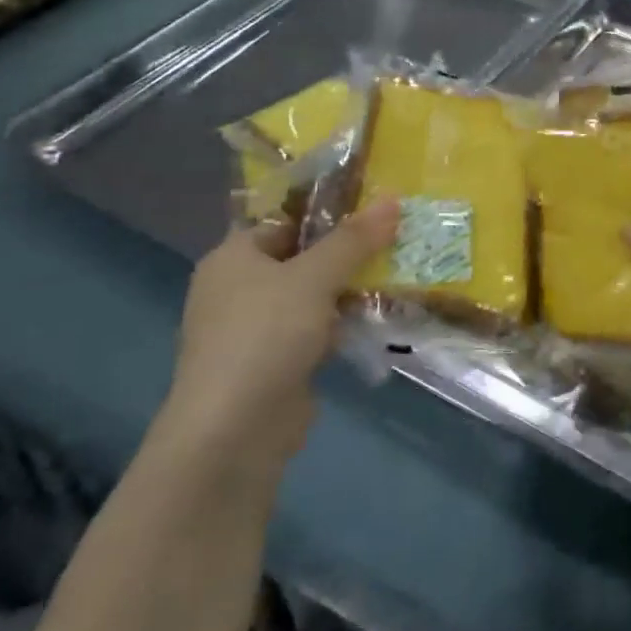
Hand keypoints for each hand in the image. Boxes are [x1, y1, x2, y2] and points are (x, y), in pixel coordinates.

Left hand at [169, 199, 398, 457]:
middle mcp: (238, 289)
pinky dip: (343, 324)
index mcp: (232, 258)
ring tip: (398, 270)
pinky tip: (380, 316)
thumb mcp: (314, 277)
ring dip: (349, 288)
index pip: (283, 219)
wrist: (234, 433)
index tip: (374, 203)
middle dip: (347, 250)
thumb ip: (354, 239)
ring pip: (312, 295)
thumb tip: (393, 198)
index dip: (327, 209)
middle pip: (301, 256)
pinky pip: (316, 330)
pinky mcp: (275, 363)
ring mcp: (255, 329)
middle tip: (395, 235)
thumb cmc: (265, 336)